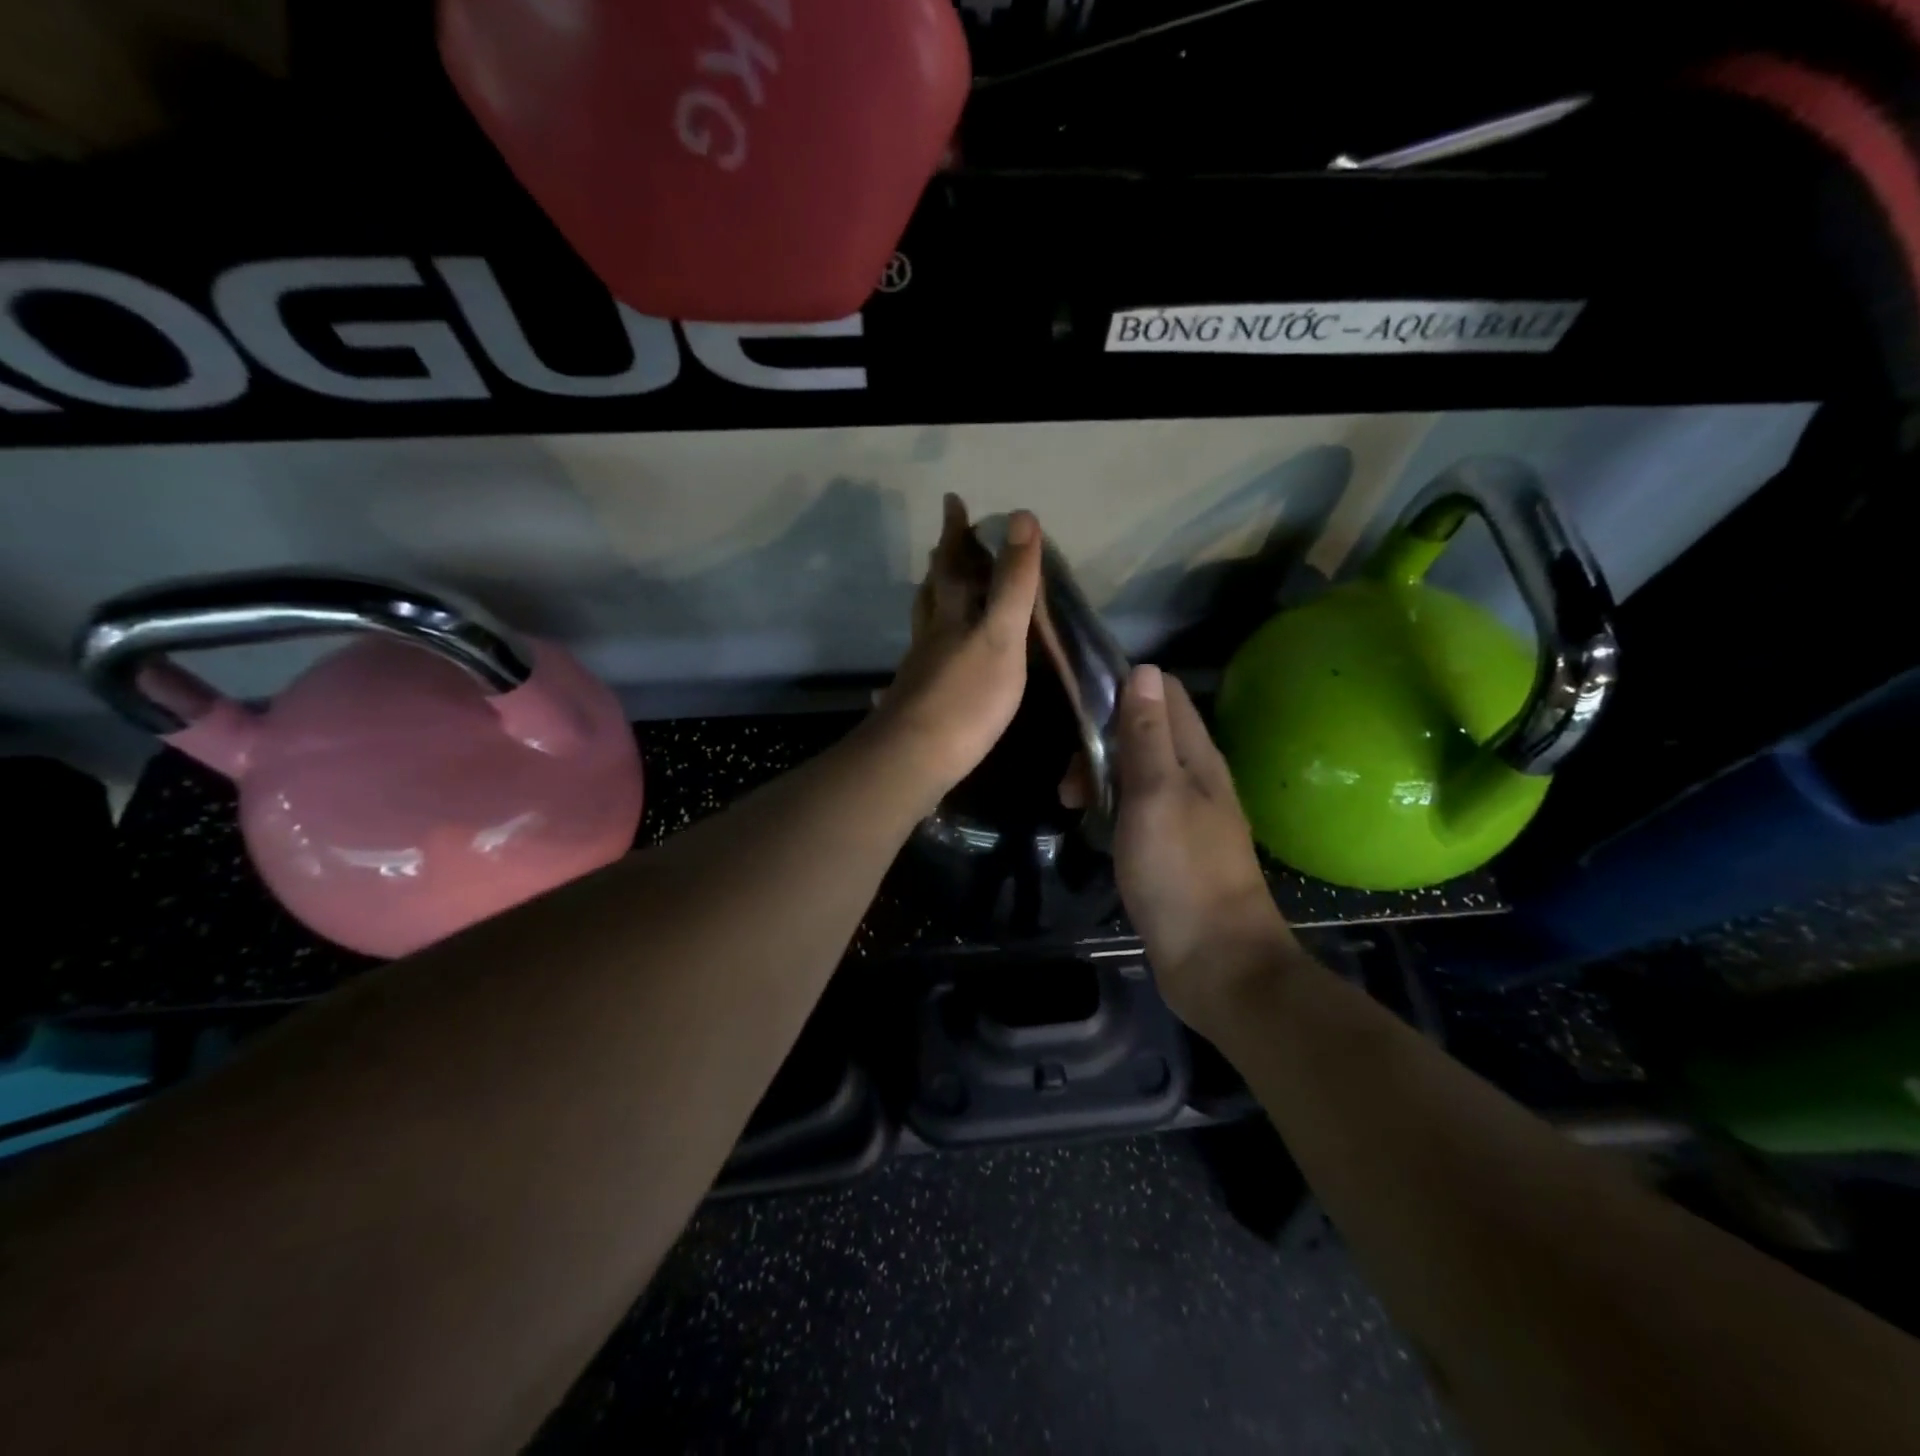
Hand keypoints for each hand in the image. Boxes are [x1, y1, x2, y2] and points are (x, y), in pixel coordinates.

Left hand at [873, 494, 1043, 795]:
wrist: (914, 758)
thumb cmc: (966, 697)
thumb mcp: (1000, 636)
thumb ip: (1013, 583)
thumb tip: (1021, 517)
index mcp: (951, 615)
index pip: (952, 563)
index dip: (955, 532)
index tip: (952, 501)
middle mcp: (930, 635)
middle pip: (933, 590)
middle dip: (942, 563)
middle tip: (945, 544)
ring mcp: (920, 668)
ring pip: (925, 623)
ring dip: (933, 601)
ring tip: (939, 592)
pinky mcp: (918, 699)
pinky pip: (927, 656)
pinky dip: (934, 643)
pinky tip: (937, 658)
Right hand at [1105, 665, 1298, 1030]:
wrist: (1217, 962)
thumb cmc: (1181, 872)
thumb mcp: (1155, 795)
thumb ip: (1147, 735)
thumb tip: (1143, 669)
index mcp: (1197, 756)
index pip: (1163, 693)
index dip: (1121, 690)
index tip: (1079, 714)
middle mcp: (1195, 776)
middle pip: (1144, 731)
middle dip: (1101, 742)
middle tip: (1071, 782)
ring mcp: (1185, 813)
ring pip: (1137, 770)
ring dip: (1101, 776)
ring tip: (1071, 805)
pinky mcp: (1173, 846)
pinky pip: (1137, 806)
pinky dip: (1111, 806)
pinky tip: (1092, 827)